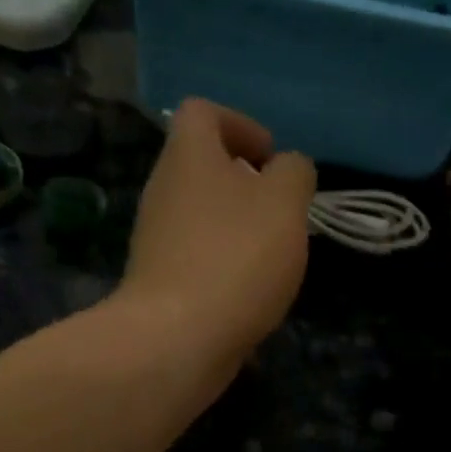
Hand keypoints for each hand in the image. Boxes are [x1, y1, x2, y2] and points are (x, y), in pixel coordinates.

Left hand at [120, 98, 315, 367]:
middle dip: (247, 185)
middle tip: (281, 213)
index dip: (241, 125)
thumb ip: (294, 174)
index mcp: (188, 156)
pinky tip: (250, 292)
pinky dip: (225, 264)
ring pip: (202, 215)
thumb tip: (288, 169)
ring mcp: (156, 238)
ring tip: (273, 257)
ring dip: (239, 228)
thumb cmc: (235, 258)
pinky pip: (197, 256)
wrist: (177, 339)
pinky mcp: (159, 281)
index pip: (202, 112)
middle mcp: (163, 190)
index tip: (271, 160)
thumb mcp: (285, 204)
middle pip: (203, 167)